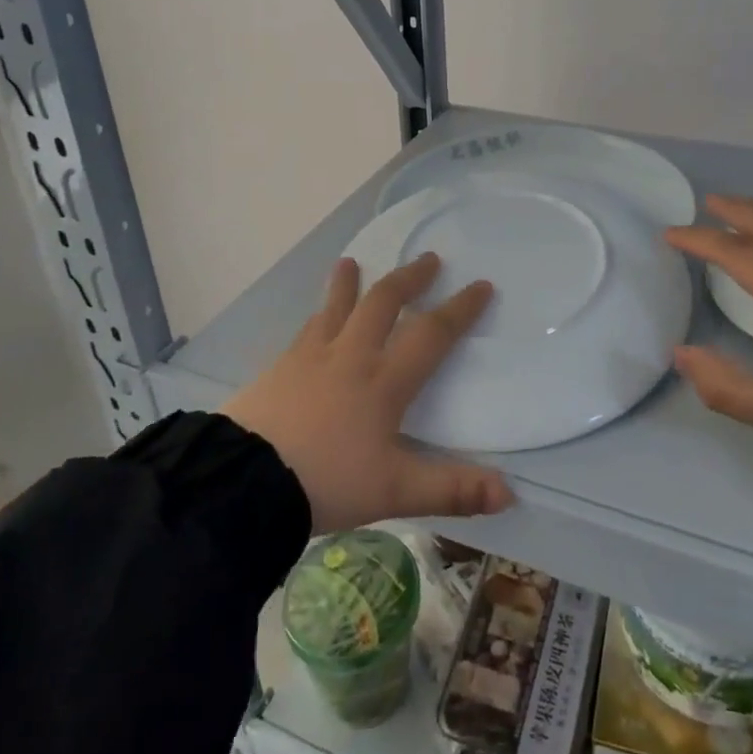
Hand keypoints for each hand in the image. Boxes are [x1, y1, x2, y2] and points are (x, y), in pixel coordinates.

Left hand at [222, 253, 514, 532]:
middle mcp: (351, 356)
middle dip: (409, 279)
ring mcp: (310, 357)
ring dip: (349, 283)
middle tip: (428, 259)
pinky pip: (306, 329)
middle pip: (383, 303)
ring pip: (336, 307)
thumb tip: (509, 494)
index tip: (481, 285)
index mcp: (384, 381)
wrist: (243, 481)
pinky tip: (315, 316)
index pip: (431, 333)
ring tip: (352, 261)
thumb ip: (452, 490)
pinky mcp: (279, 367)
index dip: (460, 308)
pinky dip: (319, 314)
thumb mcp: (395, 492)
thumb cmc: (326, 481)